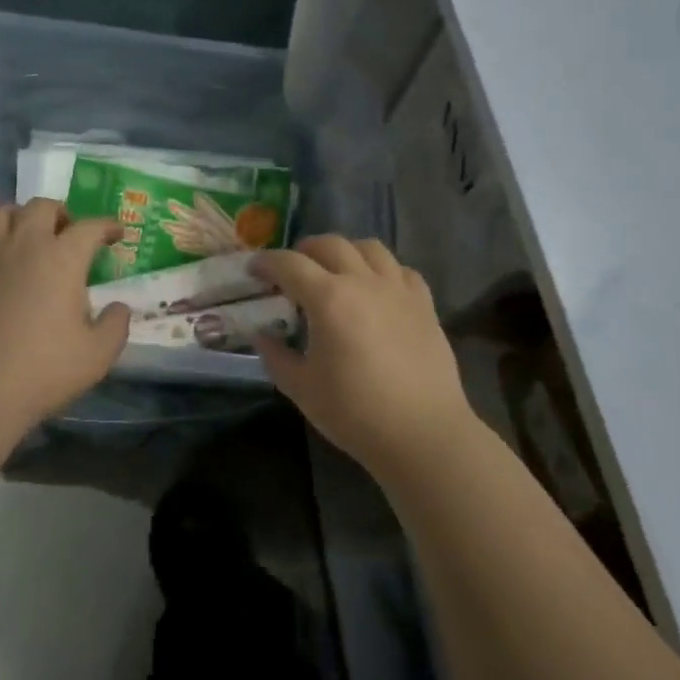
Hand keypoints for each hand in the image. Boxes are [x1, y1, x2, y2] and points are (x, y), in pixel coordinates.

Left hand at [0, 199, 131, 434]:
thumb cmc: (44, 371)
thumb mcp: (98, 355)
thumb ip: (116, 325)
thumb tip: (118, 307)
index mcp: (62, 259)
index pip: (90, 227)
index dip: (107, 227)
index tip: (116, 234)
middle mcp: (23, 244)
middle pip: (41, 206)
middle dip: (59, 213)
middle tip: (65, 233)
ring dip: (14, 218)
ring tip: (22, 236)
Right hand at [253, 236, 474, 477]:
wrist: (423, 434)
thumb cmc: (355, 413)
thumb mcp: (301, 388)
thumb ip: (276, 356)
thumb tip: (262, 335)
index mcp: (328, 299)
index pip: (289, 264)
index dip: (266, 262)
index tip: (254, 270)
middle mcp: (363, 282)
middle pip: (330, 245)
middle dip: (304, 250)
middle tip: (292, 270)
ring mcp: (398, 290)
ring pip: (370, 248)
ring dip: (346, 252)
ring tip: (336, 271)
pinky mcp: (425, 305)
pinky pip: (402, 270)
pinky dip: (383, 270)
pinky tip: (377, 289)